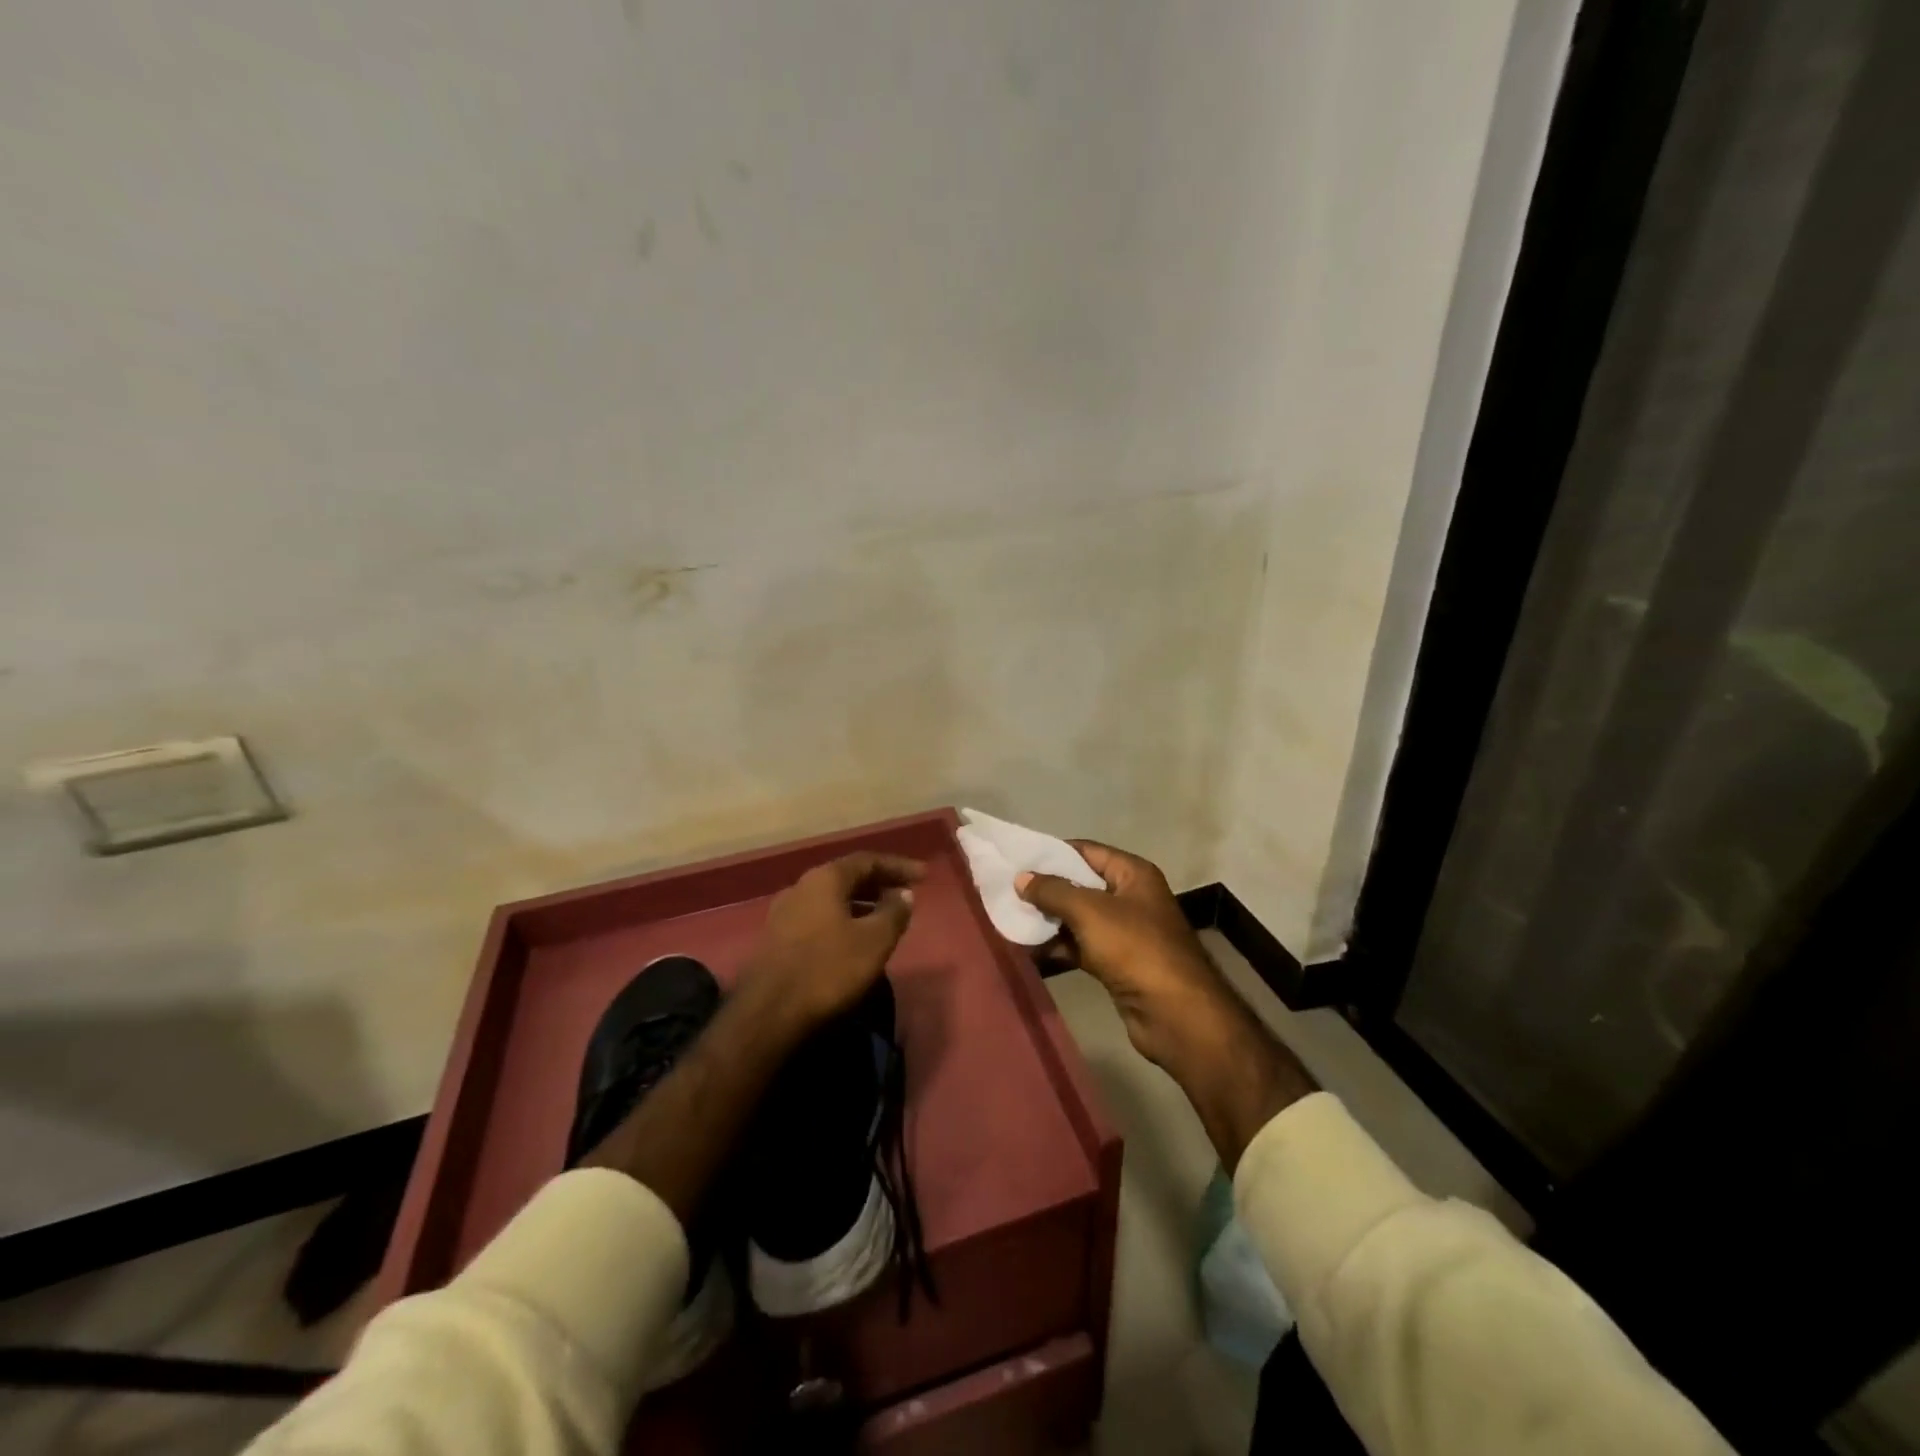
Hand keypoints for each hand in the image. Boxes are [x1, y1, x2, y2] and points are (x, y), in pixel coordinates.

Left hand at [742, 851, 925, 1031]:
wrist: (767, 1014)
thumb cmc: (827, 970)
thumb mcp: (874, 941)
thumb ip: (893, 912)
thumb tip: (903, 894)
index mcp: (825, 879)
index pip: (867, 860)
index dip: (898, 866)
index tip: (923, 876)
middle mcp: (801, 887)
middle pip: (847, 877)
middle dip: (879, 884)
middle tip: (906, 895)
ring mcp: (784, 913)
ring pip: (832, 899)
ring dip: (861, 904)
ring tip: (885, 918)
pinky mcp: (776, 939)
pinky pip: (819, 918)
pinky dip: (843, 920)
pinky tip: (855, 940)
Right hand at [1016, 842, 1232, 1070]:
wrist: (1175, 1014)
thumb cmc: (1134, 948)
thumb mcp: (1089, 911)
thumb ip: (1052, 891)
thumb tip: (1021, 877)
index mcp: (1133, 874)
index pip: (1087, 851)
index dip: (1053, 853)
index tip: (1018, 858)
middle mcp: (1131, 897)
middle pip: (1081, 884)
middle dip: (1046, 889)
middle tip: (1008, 891)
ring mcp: (1126, 932)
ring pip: (1079, 918)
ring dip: (1049, 920)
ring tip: (1011, 918)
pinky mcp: (1118, 963)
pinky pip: (1082, 946)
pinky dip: (1059, 946)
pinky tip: (1030, 949)